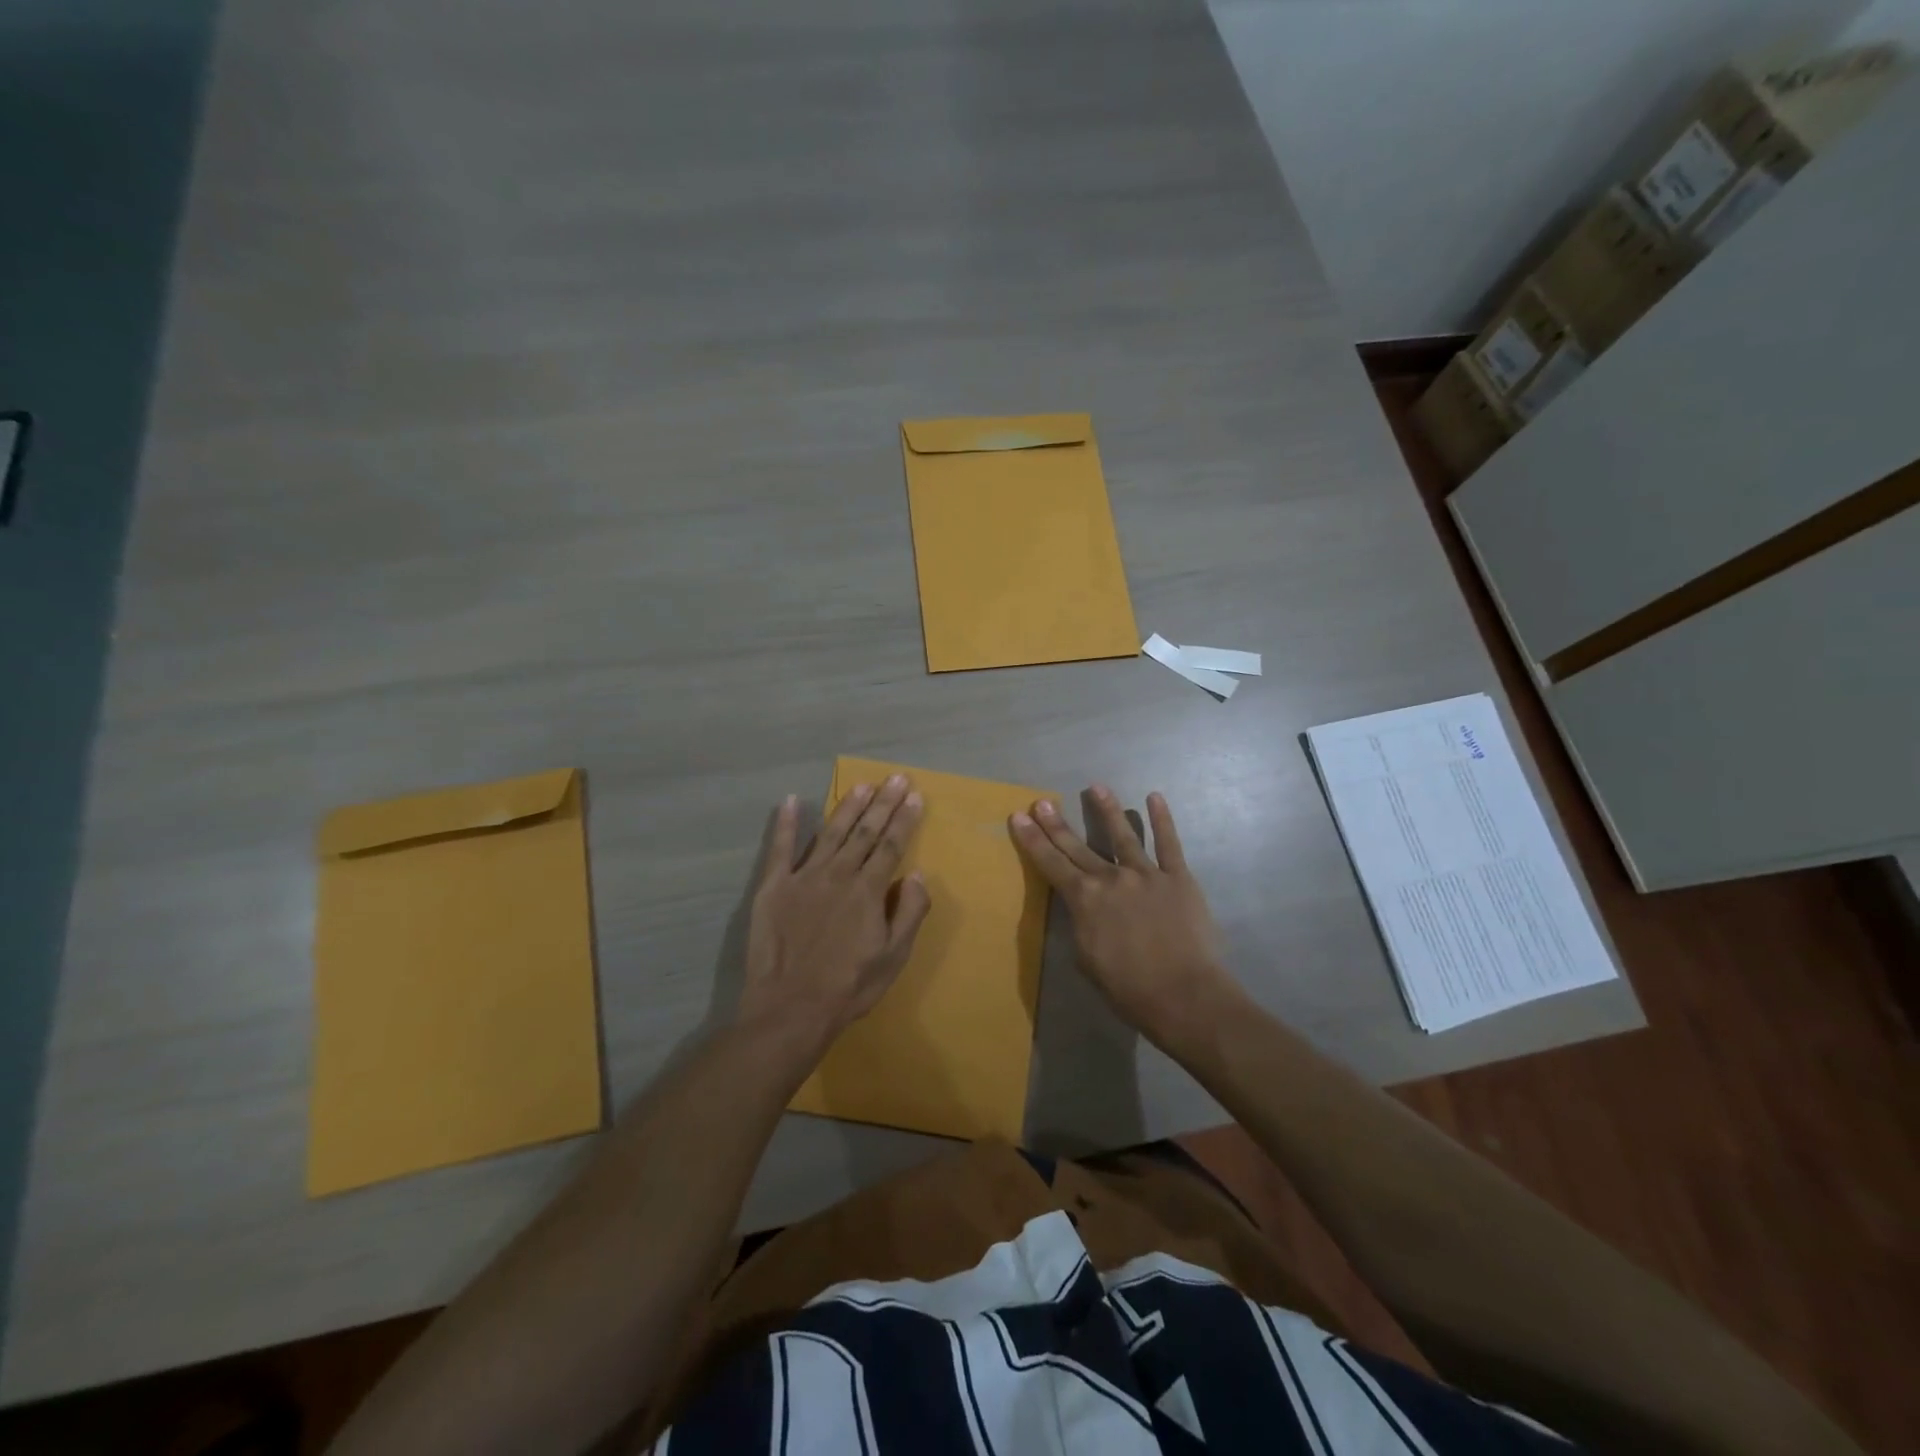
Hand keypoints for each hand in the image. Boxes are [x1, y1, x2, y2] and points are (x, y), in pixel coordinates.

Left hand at [738, 774, 931, 1060]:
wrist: (790, 1009)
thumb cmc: (848, 986)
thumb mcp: (893, 957)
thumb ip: (910, 912)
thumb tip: (919, 874)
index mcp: (869, 891)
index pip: (891, 846)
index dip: (905, 820)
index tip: (916, 796)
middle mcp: (839, 874)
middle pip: (865, 832)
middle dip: (884, 803)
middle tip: (896, 778)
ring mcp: (804, 878)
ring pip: (831, 833)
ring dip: (848, 807)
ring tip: (863, 785)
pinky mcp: (774, 887)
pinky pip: (780, 849)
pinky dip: (787, 823)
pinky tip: (792, 801)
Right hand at [1010, 786, 1236, 1049]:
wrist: (1182, 994)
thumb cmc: (1128, 988)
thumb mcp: (1086, 959)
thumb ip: (1081, 924)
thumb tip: (1082, 906)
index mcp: (1084, 899)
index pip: (1051, 863)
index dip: (1032, 839)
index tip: (1019, 816)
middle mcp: (1110, 878)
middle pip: (1078, 846)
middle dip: (1057, 823)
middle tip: (1043, 801)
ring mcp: (1146, 874)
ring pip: (1122, 835)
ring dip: (1107, 810)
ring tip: (1096, 787)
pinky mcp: (1178, 877)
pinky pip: (1169, 843)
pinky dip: (1162, 820)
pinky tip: (1155, 798)